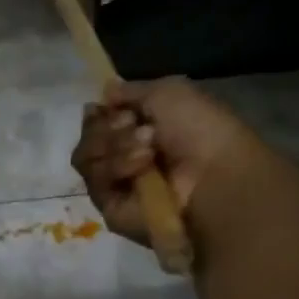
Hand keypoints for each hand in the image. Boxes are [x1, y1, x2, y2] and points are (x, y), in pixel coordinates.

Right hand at [70, 78, 270, 245]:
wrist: (213, 174)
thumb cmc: (200, 129)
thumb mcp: (168, 92)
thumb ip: (130, 90)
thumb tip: (104, 92)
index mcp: (135, 130)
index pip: (95, 121)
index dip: (99, 113)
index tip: (114, 108)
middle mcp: (120, 156)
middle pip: (87, 138)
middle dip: (108, 128)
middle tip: (135, 126)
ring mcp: (113, 183)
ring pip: (85, 158)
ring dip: (116, 147)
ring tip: (148, 149)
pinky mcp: (109, 207)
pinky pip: (94, 181)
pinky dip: (117, 168)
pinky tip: (143, 166)